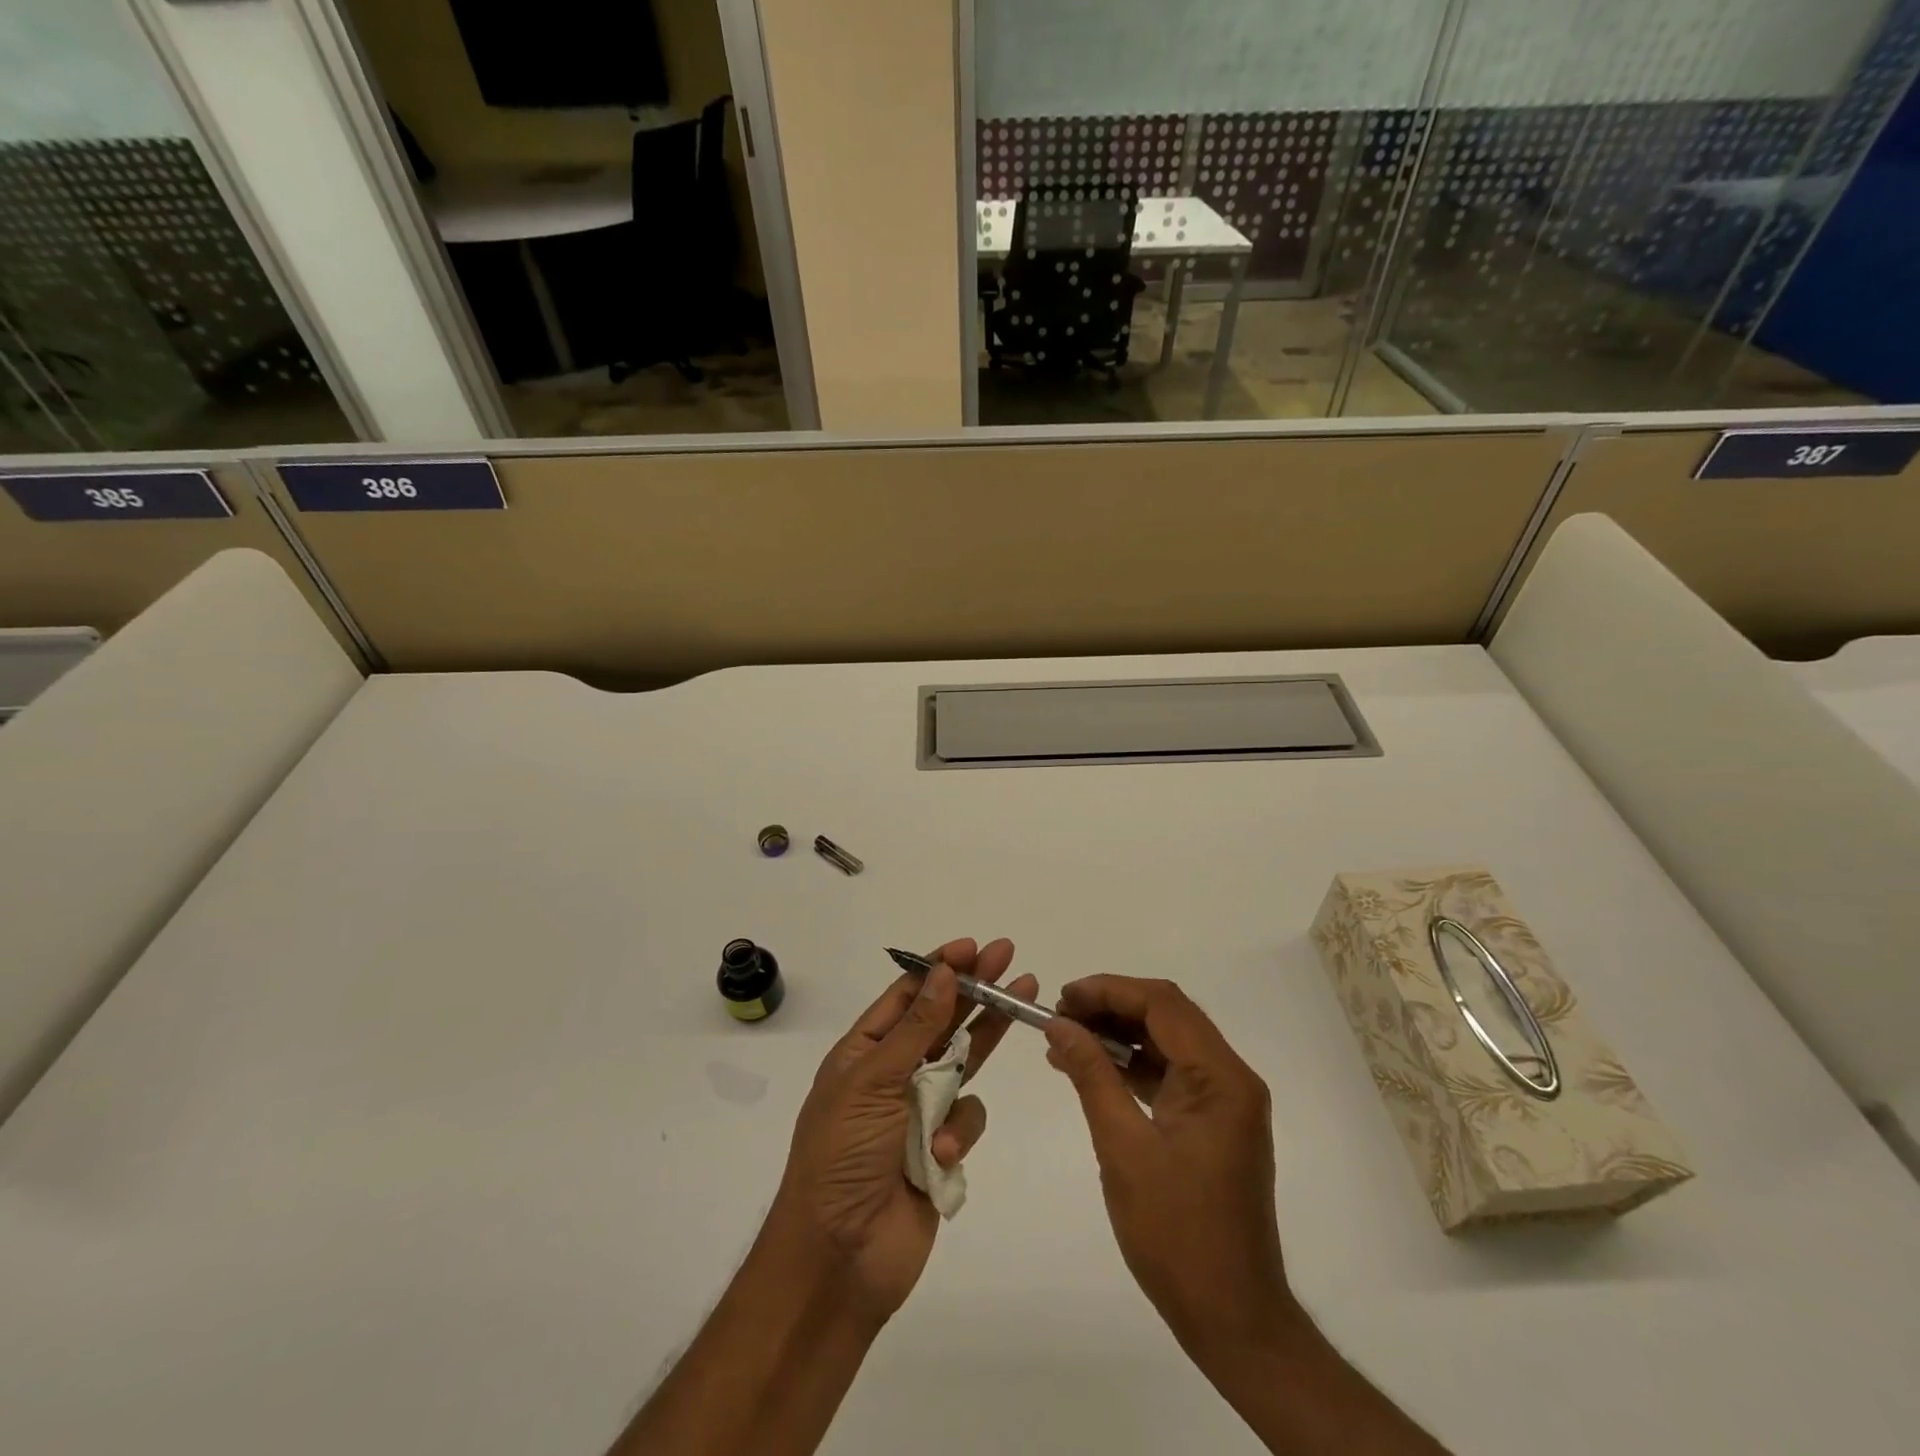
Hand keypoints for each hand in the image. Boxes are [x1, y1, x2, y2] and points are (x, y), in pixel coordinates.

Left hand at [774, 937, 1035, 1325]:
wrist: (838, 1259)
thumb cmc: (842, 1156)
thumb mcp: (872, 1082)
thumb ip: (915, 1029)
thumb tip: (944, 974)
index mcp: (863, 1052)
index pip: (906, 996)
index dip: (939, 968)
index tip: (971, 946)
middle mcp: (892, 1075)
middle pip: (943, 1020)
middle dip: (975, 988)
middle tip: (1009, 956)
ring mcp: (919, 1111)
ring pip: (964, 1062)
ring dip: (987, 1036)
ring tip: (1025, 999)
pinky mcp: (942, 1148)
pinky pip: (967, 1117)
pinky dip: (960, 1130)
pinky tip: (942, 1150)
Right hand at [1043, 975, 1296, 1363]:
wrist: (1232, 1318)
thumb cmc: (1177, 1234)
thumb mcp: (1123, 1148)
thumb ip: (1092, 1075)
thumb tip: (1059, 1024)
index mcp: (1221, 1078)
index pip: (1163, 1005)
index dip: (1109, 990)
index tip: (1063, 997)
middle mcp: (1231, 1078)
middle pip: (1167, 1016)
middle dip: (1111, 1007)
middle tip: (1060, 1016)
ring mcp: (1224, 1101)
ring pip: (1167, 1042)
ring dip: (1118, 1035)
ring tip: (1066, 1039)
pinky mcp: (1212, 1123)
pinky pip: (1169, 1074)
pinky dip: (1131, 1066)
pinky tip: (1092, 1070)